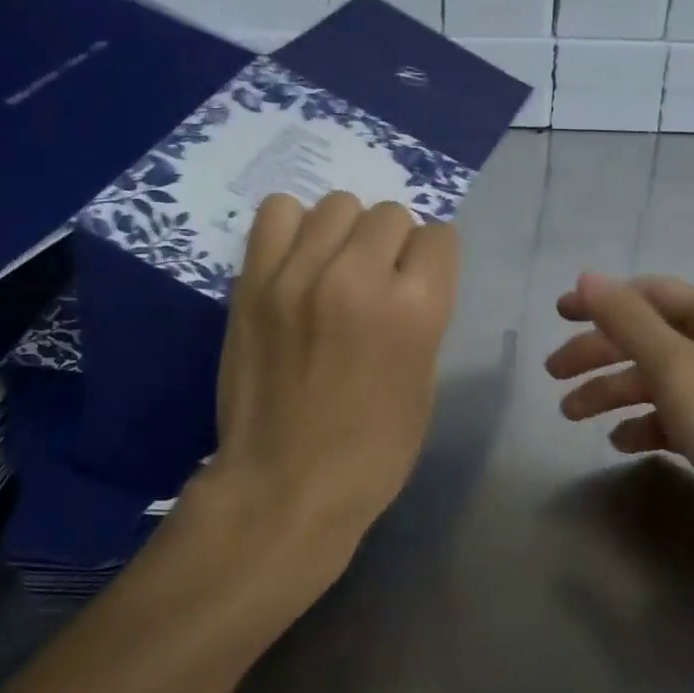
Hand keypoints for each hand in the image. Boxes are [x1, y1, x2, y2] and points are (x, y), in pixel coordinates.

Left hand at [192, 192, 460, 586]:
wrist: (283, 487)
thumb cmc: (372, 450)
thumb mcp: (424, 380)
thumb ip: (422, 314)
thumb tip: (407, 275)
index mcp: (415, 309)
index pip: (439, 237)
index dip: (432, 262)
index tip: (418, 285)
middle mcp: (359, 277)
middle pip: (390, 214)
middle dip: (392, 246)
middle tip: (375, 283)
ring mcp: (299, 274)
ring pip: (338, 205)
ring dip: (346, 233)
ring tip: (334, 269)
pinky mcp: (254, 281)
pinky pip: (279, 212)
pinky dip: (294, 228)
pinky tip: (297, 262)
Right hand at [546, 273, 693, 559]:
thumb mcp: (680, 369)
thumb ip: (629, 321)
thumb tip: (586, 277)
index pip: (650, 294)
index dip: (602, 301)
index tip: (558, 315)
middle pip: (648, 338)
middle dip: (599, 352)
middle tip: (553, 375)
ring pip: (657, 380)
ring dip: (613, 391)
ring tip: (570, 415)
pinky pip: (674, 418)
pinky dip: (644, 425)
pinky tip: (620, 443)